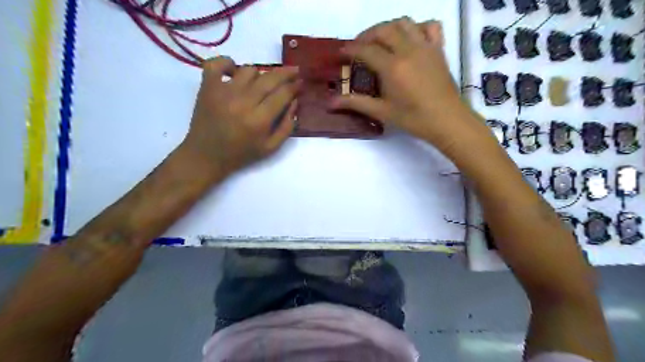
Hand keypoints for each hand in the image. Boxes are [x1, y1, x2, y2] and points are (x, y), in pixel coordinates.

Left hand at [181, 57, 299, 178]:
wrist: (206, 156)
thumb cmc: (241, 154)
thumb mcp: (271, 148)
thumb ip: (287, 126)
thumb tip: (294, 101)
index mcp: (259, 120)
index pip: (283, 94)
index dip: (295, 86)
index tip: (300, 82)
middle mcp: (243, 102)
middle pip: (269, 78)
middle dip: (286, 73)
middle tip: (294, 71)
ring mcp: (223, 91)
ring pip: (249, 70)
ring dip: (260, 75)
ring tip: (261, 84)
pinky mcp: (207, 87)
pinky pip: (217, 63)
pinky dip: (227, 63)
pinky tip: (234, 72)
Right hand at [329, 18, 486, 154]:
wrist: (447, 120)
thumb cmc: (413, 119)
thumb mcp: (382, 112)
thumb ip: (356, 103)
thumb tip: (330, 102)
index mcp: (392, 67)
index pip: (366, 49)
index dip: (351, 49)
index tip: (341, 53)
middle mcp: (408, 50)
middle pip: (383, 30)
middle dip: (367, 35)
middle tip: (359, 48)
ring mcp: (425, 46)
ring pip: (404, 23)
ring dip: (388, 28)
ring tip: (381, 41)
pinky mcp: (438, 49)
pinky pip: (429, 26)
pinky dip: (417, 27)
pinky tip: (410, 39)